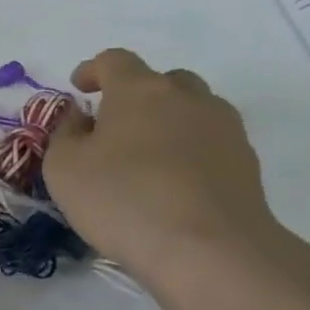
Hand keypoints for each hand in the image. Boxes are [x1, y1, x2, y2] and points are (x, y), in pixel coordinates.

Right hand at [43, 49, 284, 286]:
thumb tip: (80, 117)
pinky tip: (171, 184)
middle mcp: (187, 97)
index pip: (115, 61)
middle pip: (161, 80)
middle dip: (135, 95)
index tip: (79, 88)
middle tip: (113, 127)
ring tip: (144, 158)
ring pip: (191, 109)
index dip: (93, 70)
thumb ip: (65, 133)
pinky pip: (209, 141)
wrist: (208, 248)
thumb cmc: (122, 199)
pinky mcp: (245, 161)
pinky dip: (187, 151)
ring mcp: (224, 127)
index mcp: (139, 90)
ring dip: (165, 122)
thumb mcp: (63, 167)